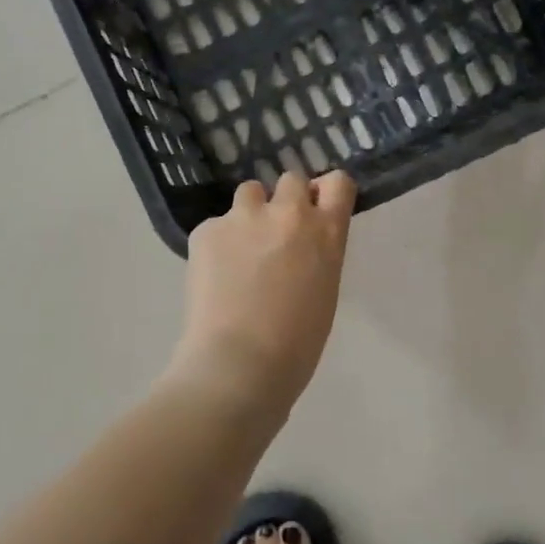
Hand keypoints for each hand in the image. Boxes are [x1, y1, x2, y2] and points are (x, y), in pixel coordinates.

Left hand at [171, 171, 356, 405]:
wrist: (239, 363)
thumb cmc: (296, 344)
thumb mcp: (324, 291)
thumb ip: (317, 255)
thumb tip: (300, 246)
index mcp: (326, 232)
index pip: (338, 183)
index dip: (325, 192)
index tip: (317, 208)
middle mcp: (288, 213)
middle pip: (291, 180)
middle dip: (285, 200)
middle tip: (275, 234)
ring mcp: (244, 217)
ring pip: (250, 193)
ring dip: (250, 213)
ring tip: (240, 250)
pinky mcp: (207, 229)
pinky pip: (216, 225)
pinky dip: (217, 243)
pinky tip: (214, 276)